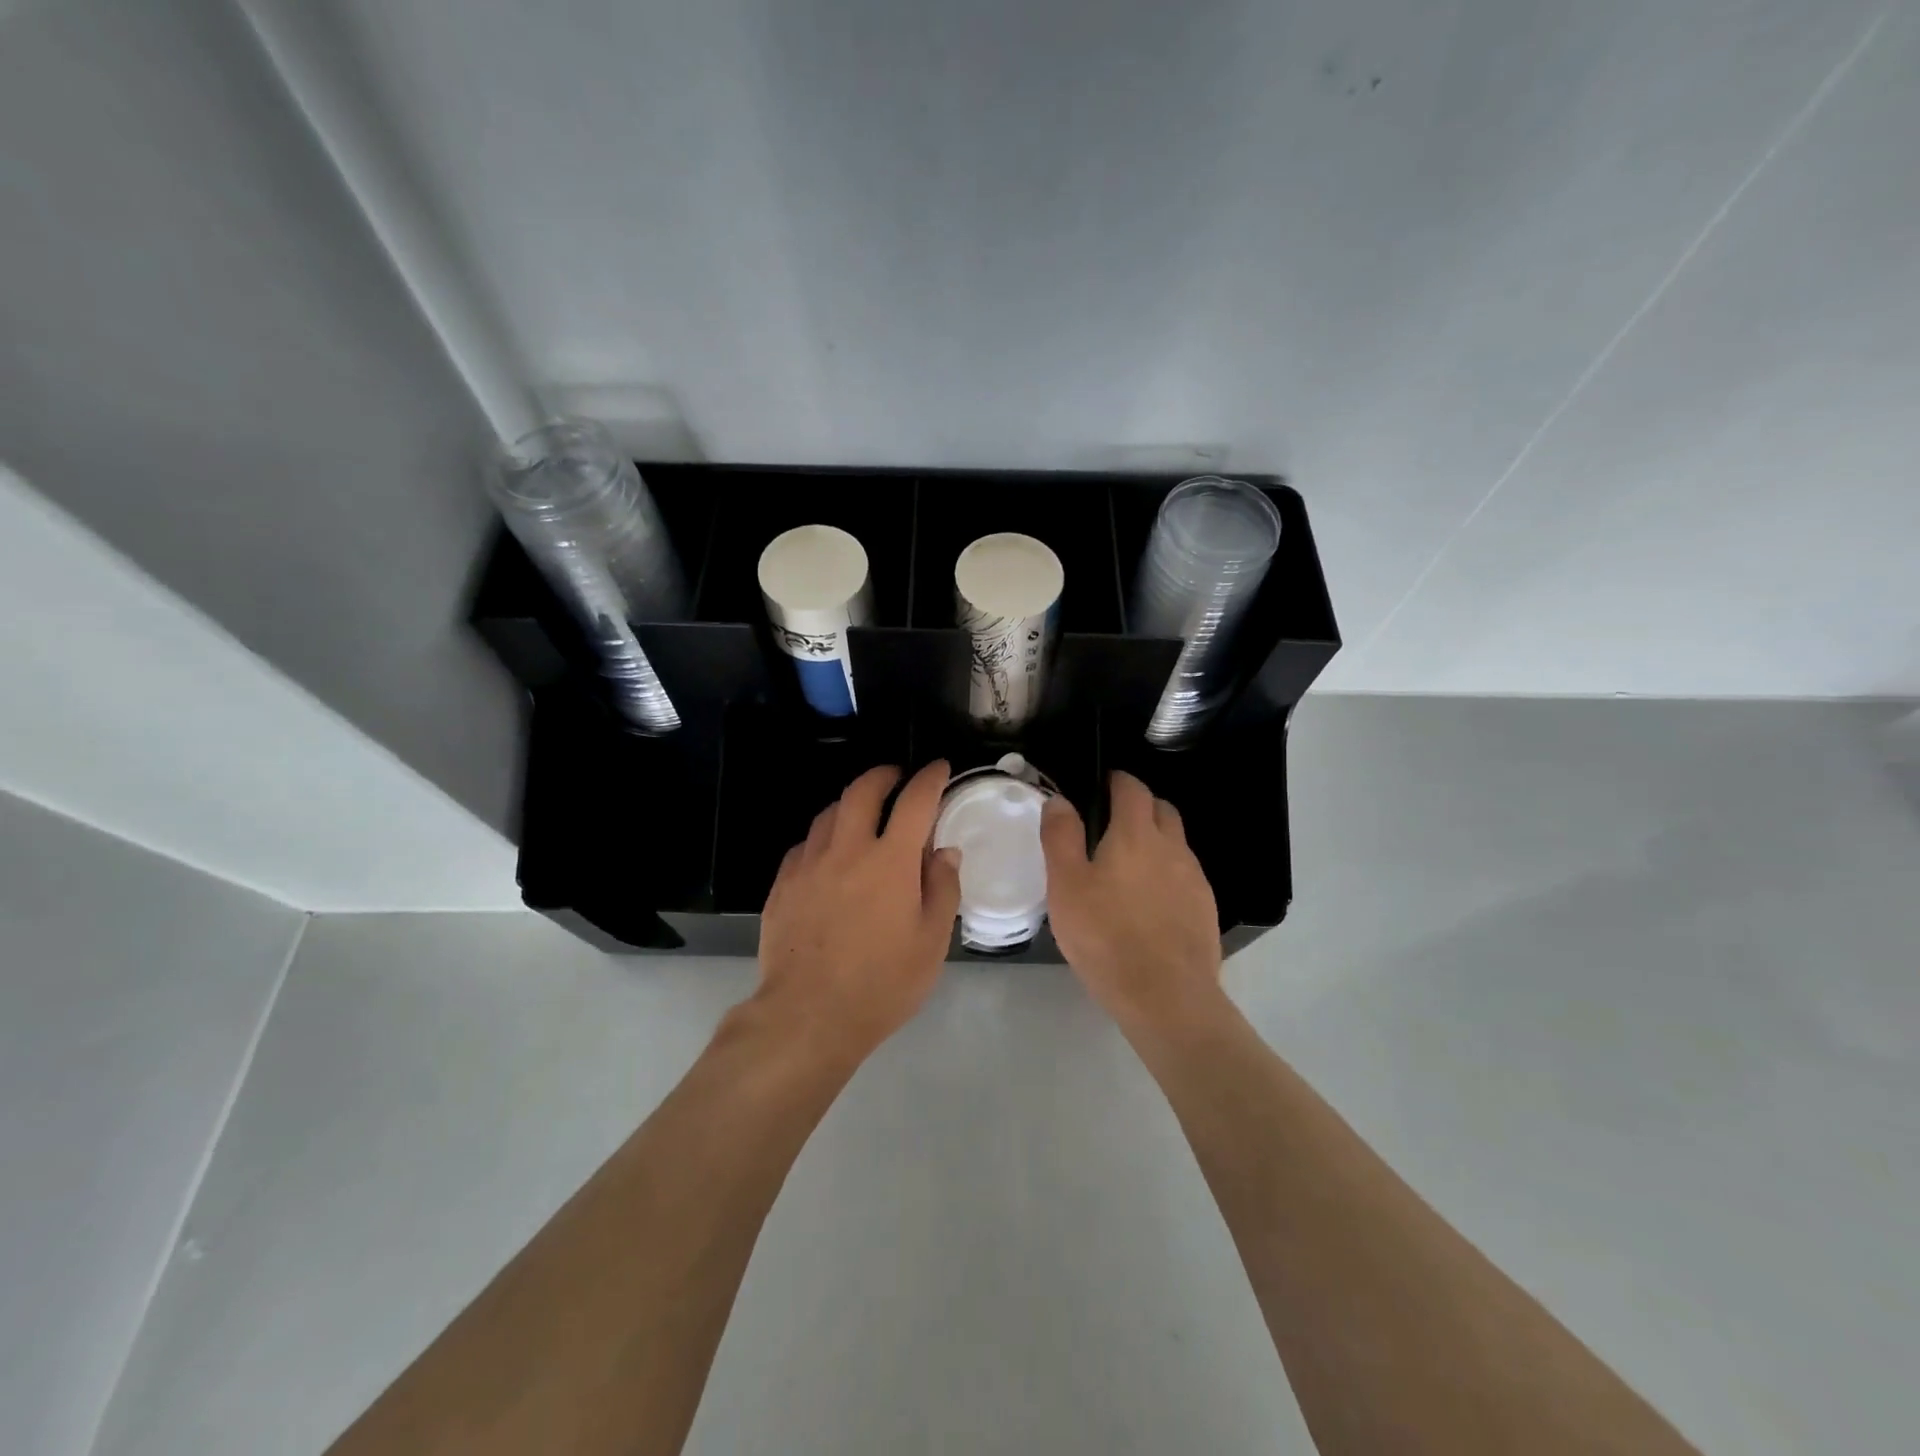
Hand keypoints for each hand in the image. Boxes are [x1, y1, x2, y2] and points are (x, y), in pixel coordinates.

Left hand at [754, 761, 961, 1066]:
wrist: (807, 1016)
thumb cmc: (882, 984)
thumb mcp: (931, 942)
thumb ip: (942, 888)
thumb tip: (944, 851)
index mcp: (891, 861)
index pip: (915, 801)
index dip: (930, 777)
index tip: (939, 768)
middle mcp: (848, 849)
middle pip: (863, 790)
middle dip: (884, 775)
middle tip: (897, 777)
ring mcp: (809, 864)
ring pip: (829, 813)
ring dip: (852, 803)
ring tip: (864, 813)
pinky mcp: (782, 884)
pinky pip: (805, 845)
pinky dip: (824, 838)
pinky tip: (829, 855)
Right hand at [1042, 771, 1224, 1036]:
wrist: (1166, 997)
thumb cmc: (1106, 937)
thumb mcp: (1066, 886)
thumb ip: (1061, 837)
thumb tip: (1060, 800)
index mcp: (1136, 834)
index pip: (1132, 788)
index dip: (1118, 780)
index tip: (1103, 784)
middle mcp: (1172, 847)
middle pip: (1162, 809)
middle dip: (1140, 805)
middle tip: (1112, 822)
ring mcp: (1194, 878)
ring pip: (1176, 842)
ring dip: (1155, 839)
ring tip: (1128, 864)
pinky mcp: (1205, 908)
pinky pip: (1185, 874)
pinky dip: (1167, 872)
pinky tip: (1149, 900)